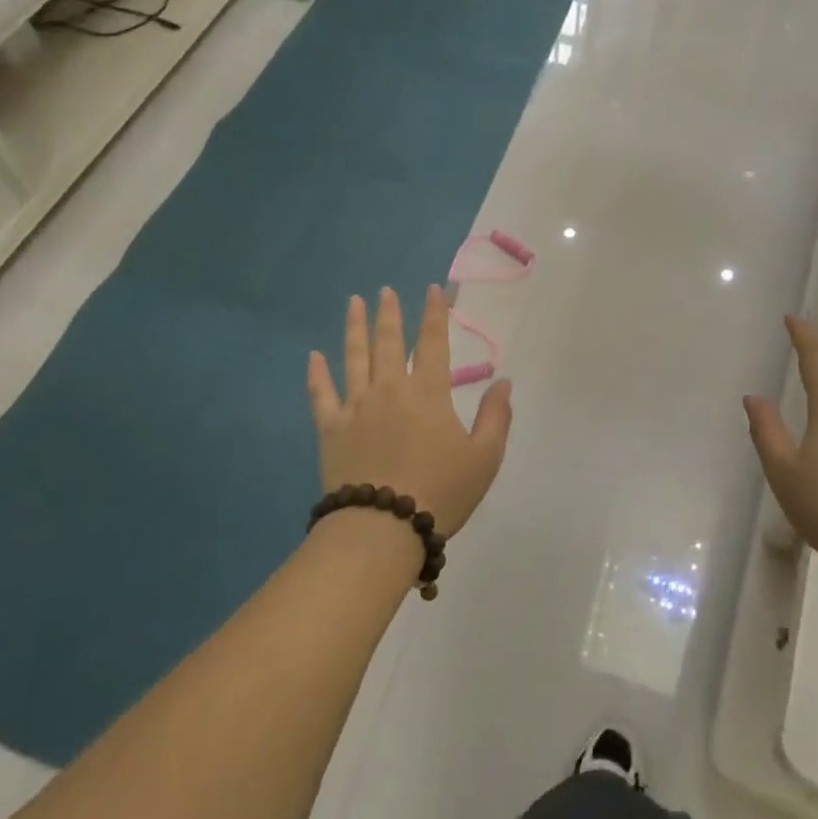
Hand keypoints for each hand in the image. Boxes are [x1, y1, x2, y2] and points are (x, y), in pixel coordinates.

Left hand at [307, 286, 513, 537]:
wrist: (383, 528)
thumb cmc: (441, 492)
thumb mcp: (484, 457)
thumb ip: (496, 416)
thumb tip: (503, 382)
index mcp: (428, 393)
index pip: (433, 343)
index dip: (435, 314)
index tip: (433, 290)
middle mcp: (390, 389)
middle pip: (388, 342)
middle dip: (389, 313)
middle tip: (385, 291)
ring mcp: (356, 407)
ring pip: (354, 358)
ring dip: (354, 328)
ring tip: (354, 302)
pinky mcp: (331, 429)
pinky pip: (321, 394)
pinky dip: (317, 374)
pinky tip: (313, 356)